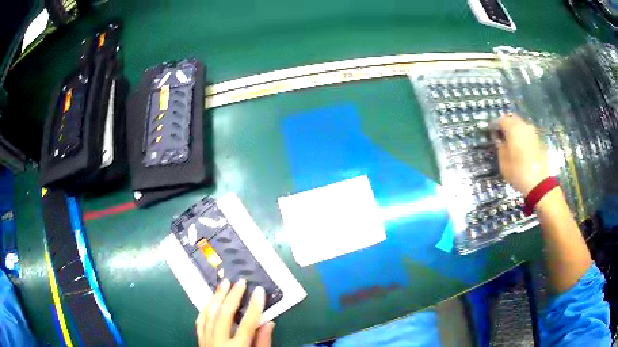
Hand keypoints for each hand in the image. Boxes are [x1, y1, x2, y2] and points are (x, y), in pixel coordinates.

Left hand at [196, 278, 274, 346]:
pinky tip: (210, 301)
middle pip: (224, 316)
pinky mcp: (200, 341)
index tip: (259, 291)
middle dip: (232, 297)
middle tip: (240, 282)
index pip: (247, 324)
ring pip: (209, 315)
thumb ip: (263, 342)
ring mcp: (207, 341)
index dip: (254, 307)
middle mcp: (219, 343)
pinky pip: (200, 321)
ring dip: (216, 297)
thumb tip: (269, 322)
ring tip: (224, 284)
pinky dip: (205, 309)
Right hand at [495, 114, 548, 194]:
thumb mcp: (503, 162)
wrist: (538, 183)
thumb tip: (499, 139)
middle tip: (501, 135)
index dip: (494, 125)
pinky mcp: (539, 140)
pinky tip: (521, 147)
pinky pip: (527, 133)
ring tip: (512, 141)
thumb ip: (500, 147)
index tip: (491, 132)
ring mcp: (532, 132)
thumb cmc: (517, 172)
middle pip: (512, 119)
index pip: (501, 120)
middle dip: (506, 124)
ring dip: (515, 130)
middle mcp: (523, 126)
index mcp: (512, 128)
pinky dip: (523, 137)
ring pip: (521, 125)